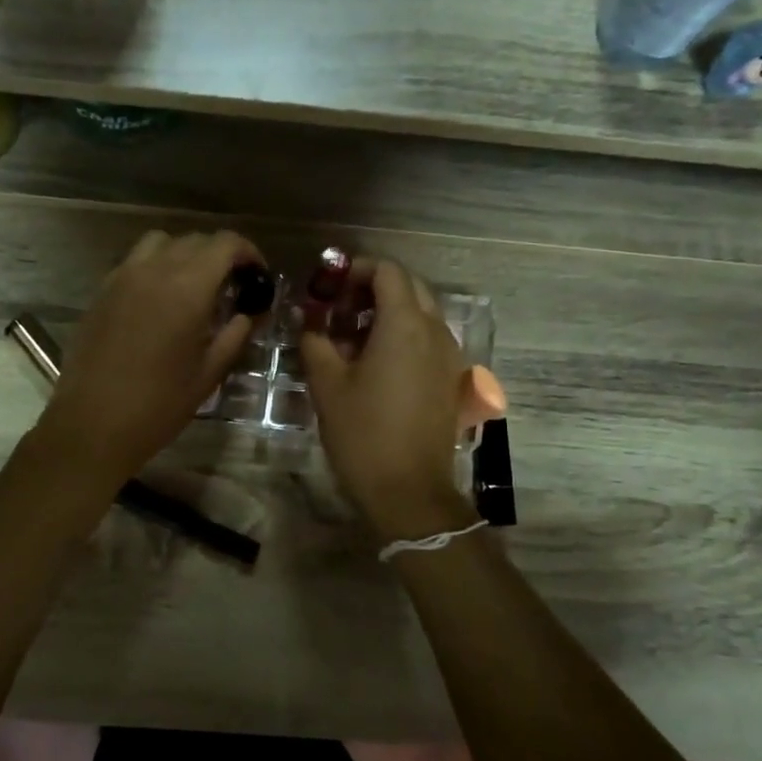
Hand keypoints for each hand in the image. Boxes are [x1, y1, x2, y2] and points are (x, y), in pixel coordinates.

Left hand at [35, 229, 263, 488]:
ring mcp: (122, 277)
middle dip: (220, 255)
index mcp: (187, 288)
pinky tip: (160, 301)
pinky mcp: (101, 292)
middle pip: (194, 240)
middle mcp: (154, 270)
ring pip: (160, 243)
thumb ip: (233, 336)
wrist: (92, 424)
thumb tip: (246, 315)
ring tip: (194, 287)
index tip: (258, 275)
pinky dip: (155, 267)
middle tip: (232, 286)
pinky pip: (134, 262)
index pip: (225, 244)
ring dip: (184, 255)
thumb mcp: (208, 375)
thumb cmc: (158, 406)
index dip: (249, 252)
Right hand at [301, 258, 475, 540]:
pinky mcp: (451, 380)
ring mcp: (449, 356)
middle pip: (409, 287)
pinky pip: (429, 340)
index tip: (329, 286)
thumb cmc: (363, 434)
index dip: (356, 269)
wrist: (409, 490)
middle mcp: (435, 331)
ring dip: (389, 312)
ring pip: (422, 313)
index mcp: (405, 325)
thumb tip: (310, 322)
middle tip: (339, 309)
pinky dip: (404, 336)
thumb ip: (315, 342)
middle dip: (373, 288)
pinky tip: (376, 363)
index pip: (388, 271)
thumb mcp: (327, 385)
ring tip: (352, 337)